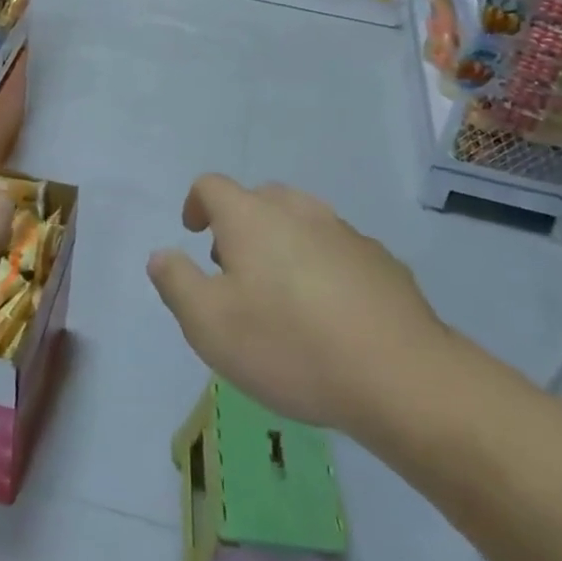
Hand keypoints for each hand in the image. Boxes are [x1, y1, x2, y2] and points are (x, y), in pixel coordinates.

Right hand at [147, 176, 448, 433]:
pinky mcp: (380, 260)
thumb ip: (177, 283)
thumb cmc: (290, 346)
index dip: (196, 204)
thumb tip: (162, 254)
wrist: (399, 374)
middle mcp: (298, 210)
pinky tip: (327, 312)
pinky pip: (336, 248)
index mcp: (252, 217)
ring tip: (279, 293)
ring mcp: (344, 231)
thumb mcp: (210, 325)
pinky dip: (319, 264)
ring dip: (281, 242)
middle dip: (238, 224)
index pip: (212, 186)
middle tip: (233, 270)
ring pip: (300, 221)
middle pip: (259, 198)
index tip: (193, 233)